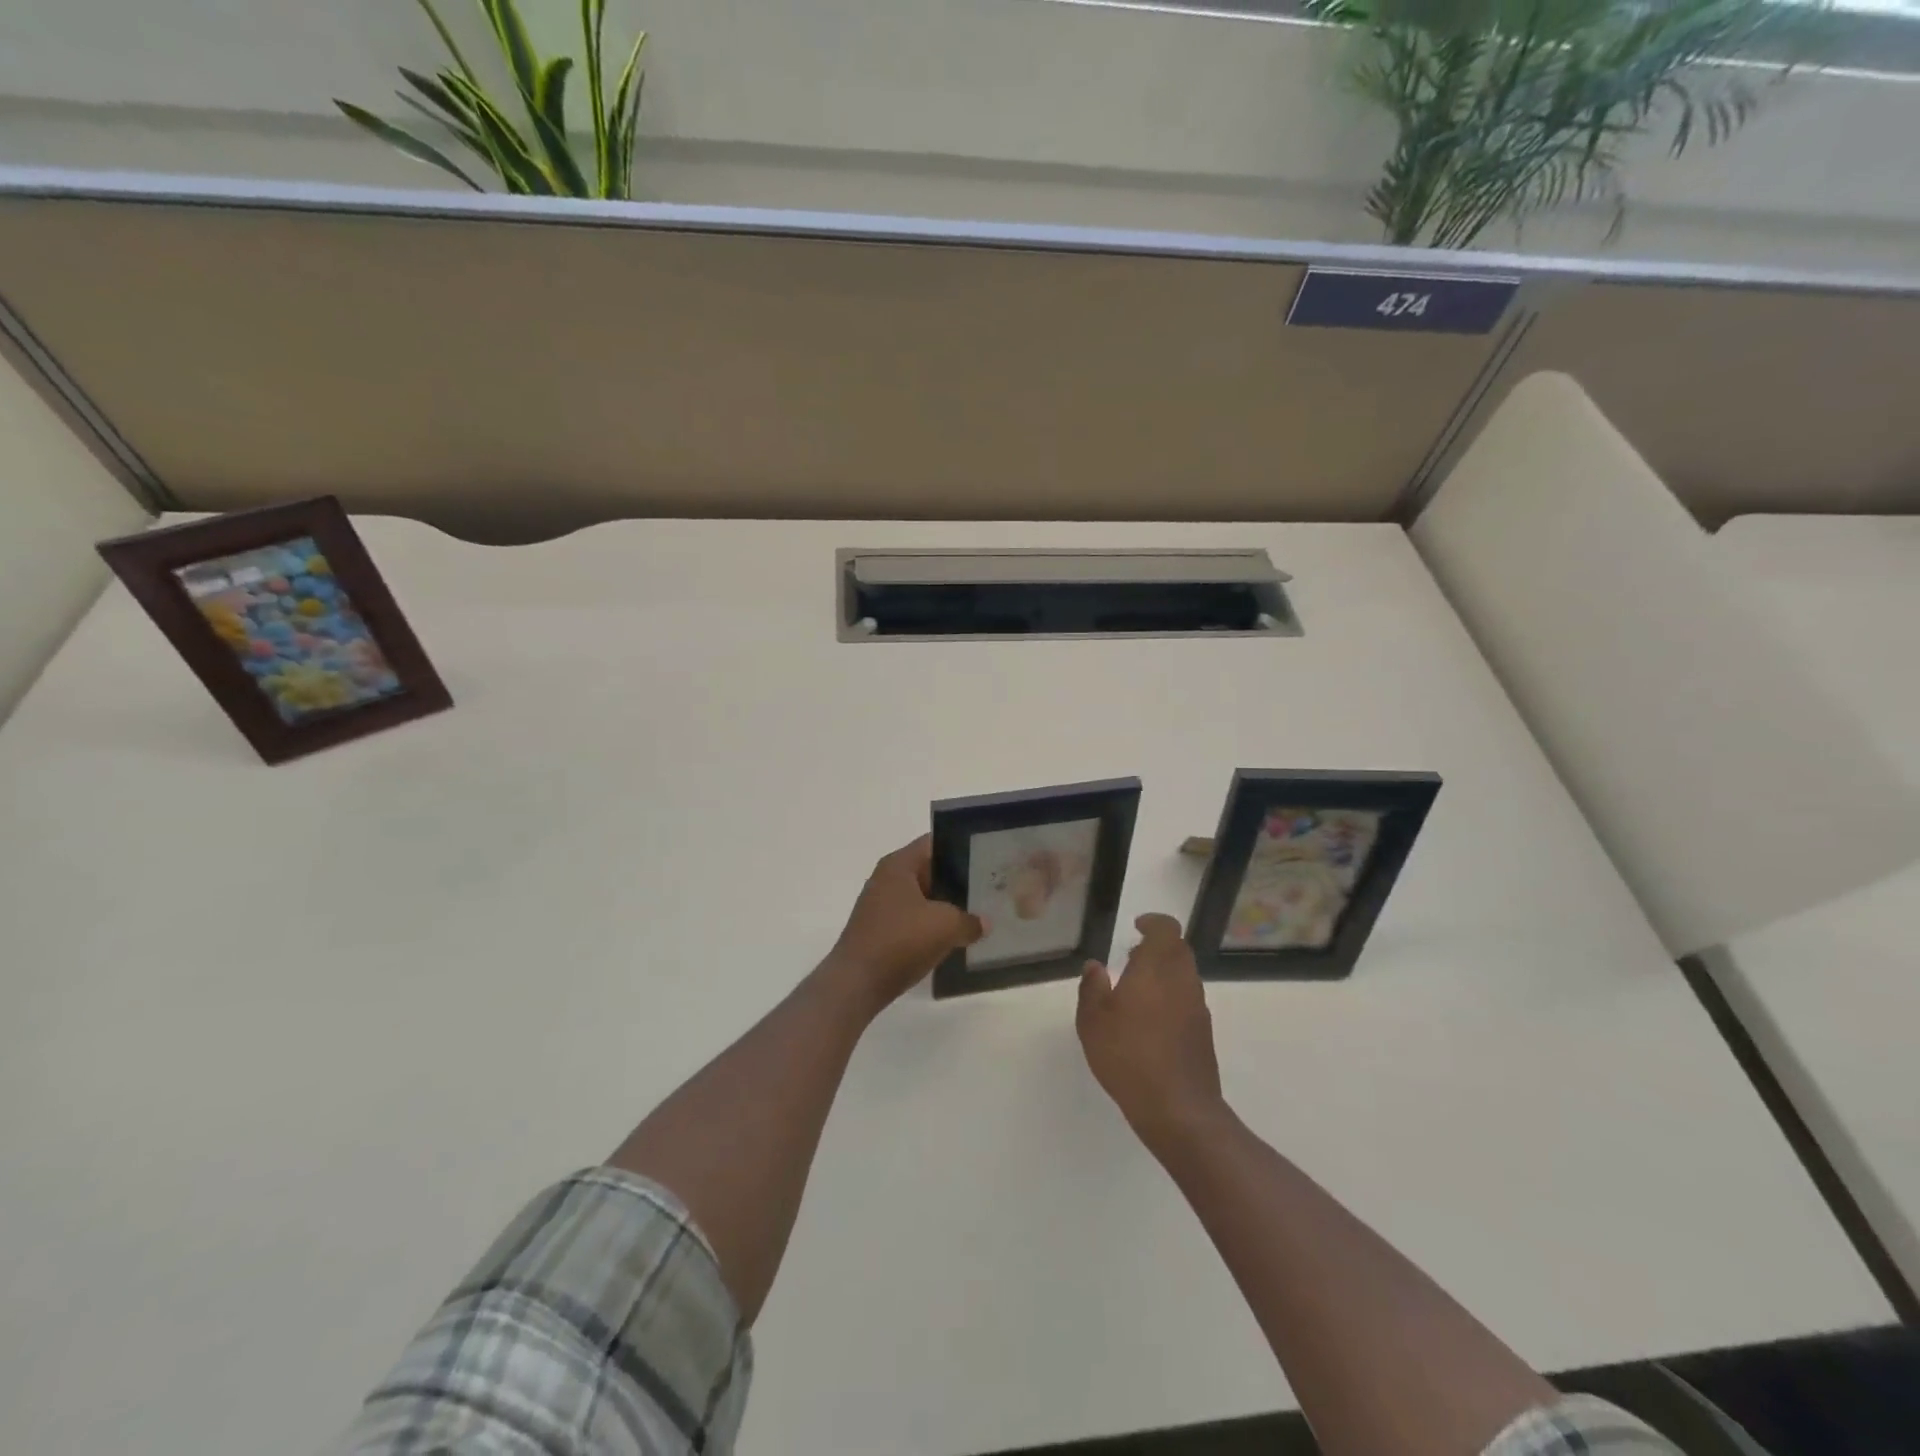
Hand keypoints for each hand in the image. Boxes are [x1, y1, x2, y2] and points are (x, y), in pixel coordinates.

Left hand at [823, 836, 982, 1013]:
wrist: (857, 983)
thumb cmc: (901, 940)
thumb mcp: (946, 926)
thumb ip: (970, 920)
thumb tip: (984, 923)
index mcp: (899, 865)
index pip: (934, 843)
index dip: (960, 847)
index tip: (986, 858)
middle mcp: (887, 879)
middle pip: (929, 871)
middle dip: (957, 880)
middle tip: (988, 888)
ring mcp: (881, 907)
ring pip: (922, 899)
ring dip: (945, 907)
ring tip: (977, 914)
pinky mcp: (881, 932)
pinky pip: (913, 921)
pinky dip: (931, 927)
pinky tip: (953, 939)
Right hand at [1077, 913, 1224, 1152]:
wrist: (1177, 1108)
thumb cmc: (1128, 1055)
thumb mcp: (1093, 1021)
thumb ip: (1092, 987)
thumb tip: (1096, 966)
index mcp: (1157, 968)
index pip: (1166, 929)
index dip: (1153, 923)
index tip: (1137, 926)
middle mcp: (1183, 980)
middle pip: (1178, 950)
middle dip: (1158, 947)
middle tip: (1133, 957)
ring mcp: (1198, 1007)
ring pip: (1184, 975)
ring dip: (1165, 973)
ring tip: (1137, 990)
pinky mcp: (1203, 1032)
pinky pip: (1188, 1000)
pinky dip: (1172, 997)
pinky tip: (1150, 1021)